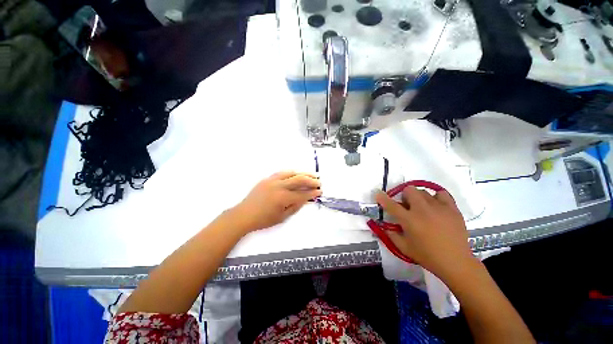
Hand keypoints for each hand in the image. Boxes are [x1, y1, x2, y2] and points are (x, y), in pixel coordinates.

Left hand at [230, 171, 321, 231]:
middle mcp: (279, 186)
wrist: (244, 214)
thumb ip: (295, 207)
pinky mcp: (268, 178)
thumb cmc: (263, 220)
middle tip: (319, 182)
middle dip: (311, 180)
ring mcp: (272, 180)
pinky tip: (296, 173)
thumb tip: (305, 199)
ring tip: (311, 175)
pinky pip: (282, 172)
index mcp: (283, 198)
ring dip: (303, 173)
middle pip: (299, 180)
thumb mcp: (282, 217)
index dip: (312, 193)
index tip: (320, 192)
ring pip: (291, 173)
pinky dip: (291, 172)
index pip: (302, 194)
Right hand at [375, 187, 474, 280]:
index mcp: (409, 220)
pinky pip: (441, 194)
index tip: (378, 194)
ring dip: (418, 198)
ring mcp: (438, 207)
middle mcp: (422, 210)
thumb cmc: (427, 256)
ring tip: (423, 208)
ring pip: (423, 191)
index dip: (382, 198)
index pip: (391, 205)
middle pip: (409, 190)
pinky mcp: (452, 208)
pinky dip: (436, 197)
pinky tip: (436, 206)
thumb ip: (391, 234)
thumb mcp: (404, 247)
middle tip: (407, 206)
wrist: (456, 262)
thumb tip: (383, 225)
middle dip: (404, 196)